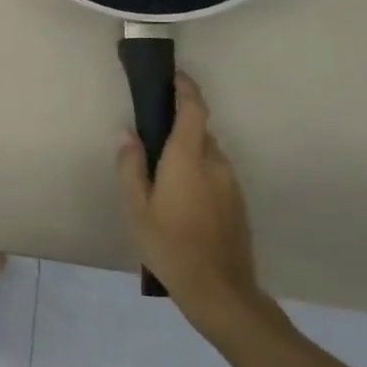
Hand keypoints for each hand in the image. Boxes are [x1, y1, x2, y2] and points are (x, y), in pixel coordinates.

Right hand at [116, 72, 274, 339]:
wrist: (219, 290)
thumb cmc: (169, 245)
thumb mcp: (136, 207)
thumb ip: (130, 166)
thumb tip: (127, 133)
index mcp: (188, 158)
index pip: (193, 109)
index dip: (185, 88)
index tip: (173, 76)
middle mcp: (215, 163)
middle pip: (199, 131)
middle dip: (179, 126)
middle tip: (151, 138)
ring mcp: (231, 184)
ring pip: (208, 154)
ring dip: (188, 152)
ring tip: (163, 177)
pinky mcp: (238, 203)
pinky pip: (216, 174)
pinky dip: (199, 172)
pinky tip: (182, 200)